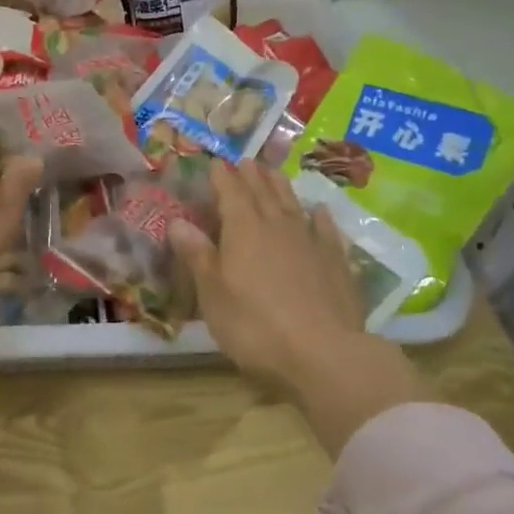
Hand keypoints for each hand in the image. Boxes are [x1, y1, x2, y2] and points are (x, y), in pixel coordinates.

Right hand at [174, 162, 424, 453]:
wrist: (324, 355)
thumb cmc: (255, 325)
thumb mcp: (213, 294)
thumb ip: (197, 255)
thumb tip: (177, 221)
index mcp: (243, 230)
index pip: (230, 193)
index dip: (221, 176)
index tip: (215, 162)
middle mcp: (277, 227)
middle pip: (263, 193)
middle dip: (251, 175)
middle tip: (246, 159)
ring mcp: (310, 243)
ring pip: (293, 205)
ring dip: (281, 187)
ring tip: (274, 172)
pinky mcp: (337, 264)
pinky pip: (326, 231)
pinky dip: (320, 217)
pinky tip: (319, 211)